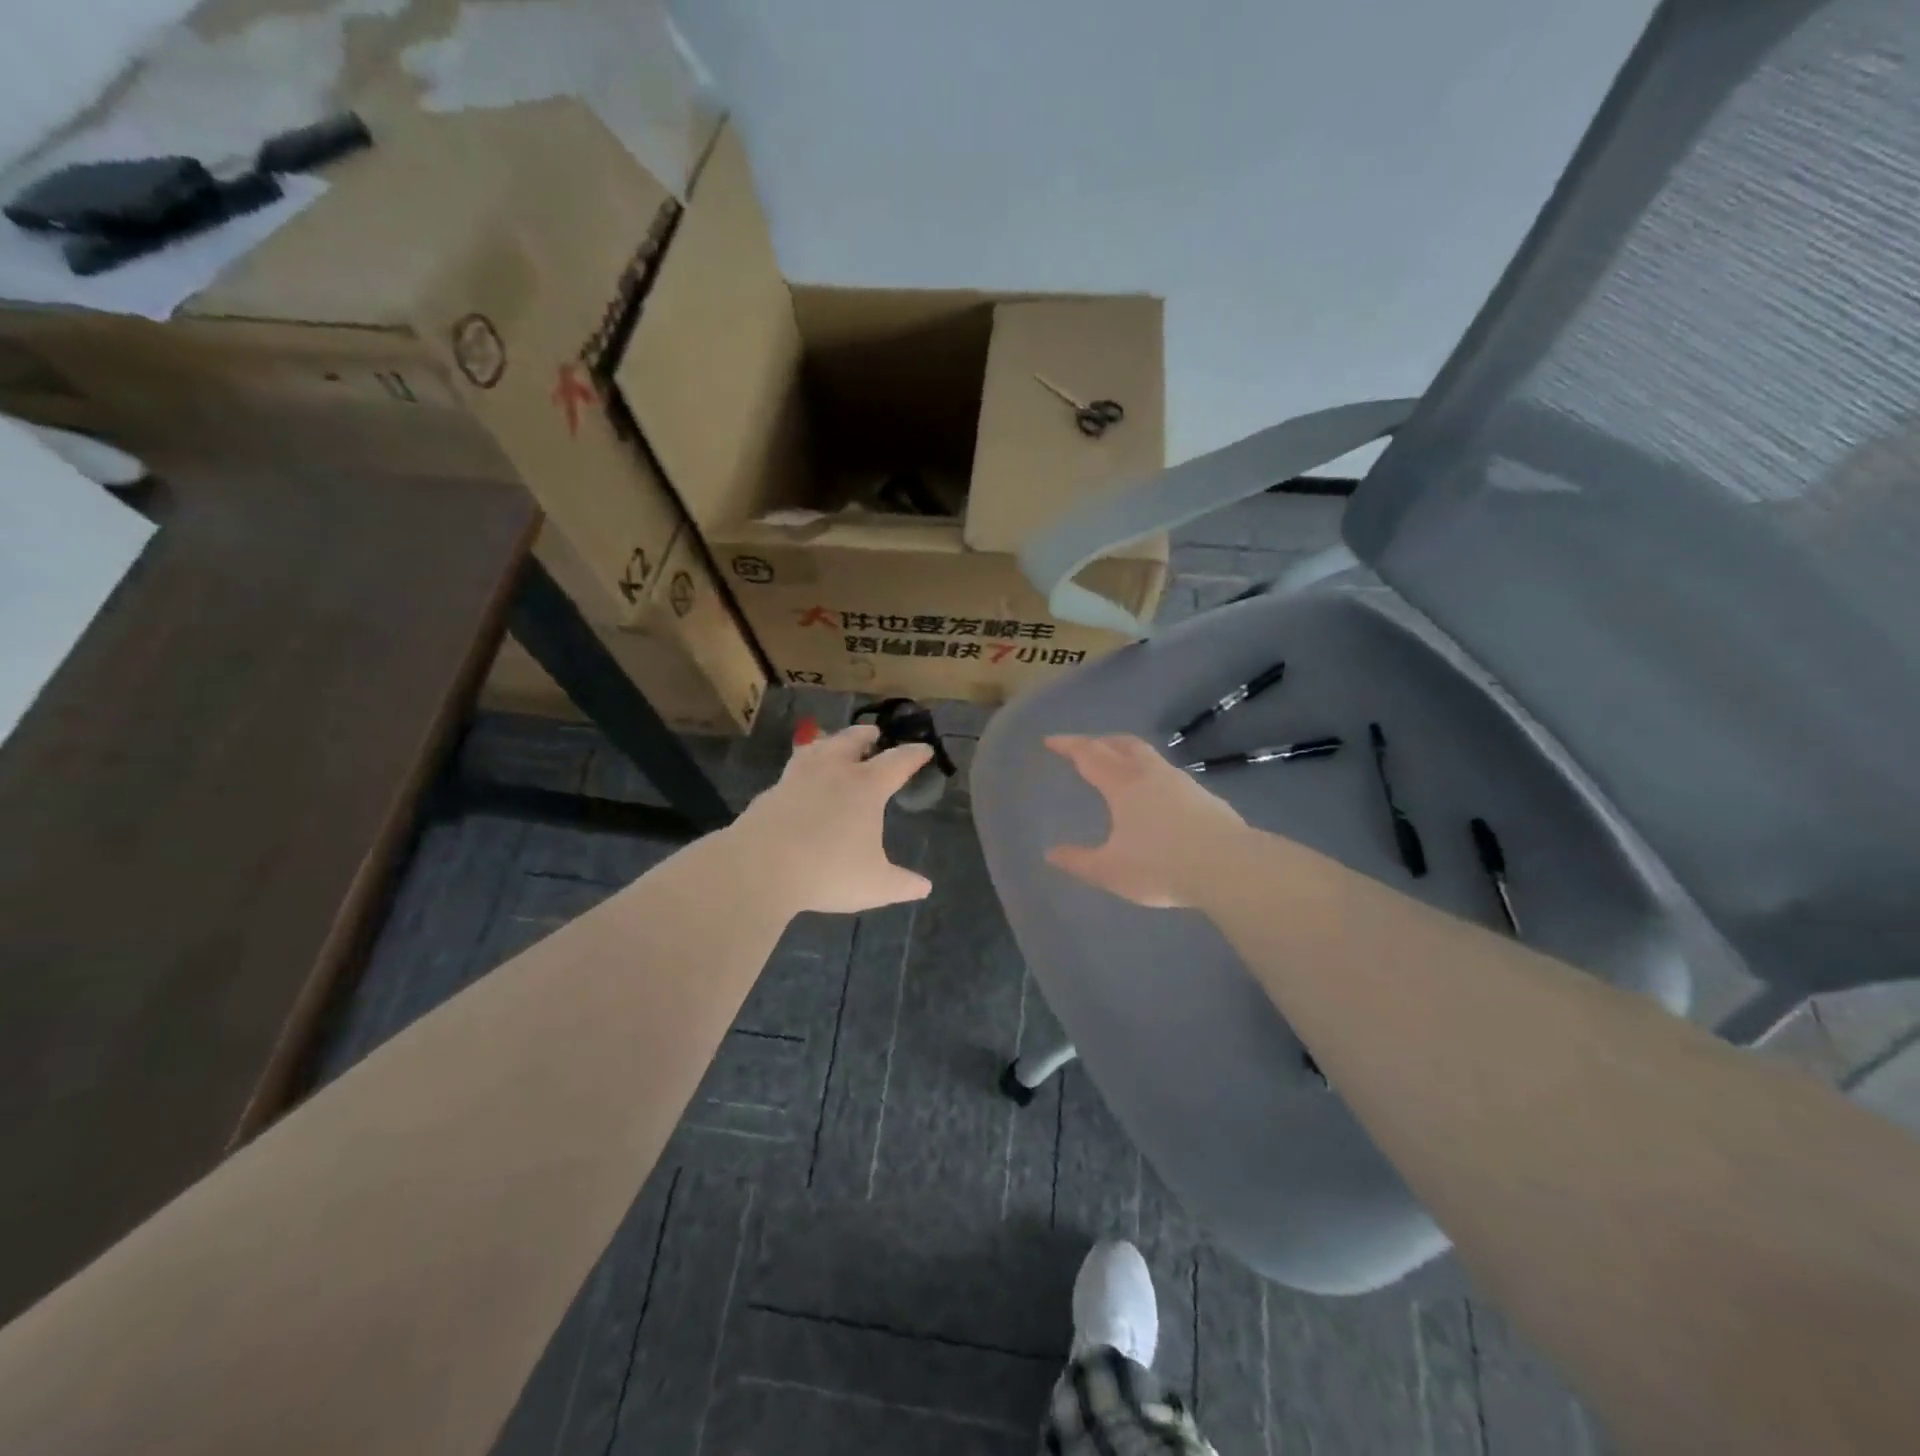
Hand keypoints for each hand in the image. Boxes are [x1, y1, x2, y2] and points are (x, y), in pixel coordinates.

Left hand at [733, 724, 934, 914]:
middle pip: (852, 741)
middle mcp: (833, 772)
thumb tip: (925, 887)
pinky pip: (792, 771)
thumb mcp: (874, 885)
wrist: (759, 868)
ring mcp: (797, 778)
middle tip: (874, 733)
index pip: (897, 762)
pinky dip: (803, 768)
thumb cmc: (827, 871)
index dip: (913, 755)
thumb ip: (902, 884)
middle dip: (866, 736)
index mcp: (866, 786)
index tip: (924, 750)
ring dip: (830, 742)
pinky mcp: (770, 792)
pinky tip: (799, 781)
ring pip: (817, 748)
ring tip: (832, 743)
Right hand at [1044, 734, 1249, 907]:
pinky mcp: (1205, 797)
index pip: (1089, 755)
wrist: (1228, 867)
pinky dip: (1152, 775)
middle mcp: (1151, 775)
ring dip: (1128, 754)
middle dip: (1100, 741)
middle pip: (1123, 744)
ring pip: (1149, 756)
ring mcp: (1182, 783)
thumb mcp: (1110, 871)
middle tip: (1085, 746)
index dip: (1068, 745)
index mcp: (1123, 786)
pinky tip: (1156, 796)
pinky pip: (1169, 775)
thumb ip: (1079, 861)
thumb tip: (1052, 853)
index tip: (1051, 740)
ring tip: (1120, 767)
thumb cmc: (1161, 866)